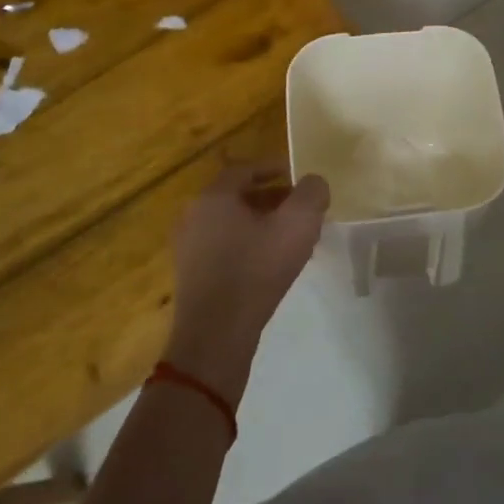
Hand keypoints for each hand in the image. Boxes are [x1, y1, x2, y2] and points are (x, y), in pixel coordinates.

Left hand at [165, 163, 328, 400]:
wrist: (216, 334)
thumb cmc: (256, 270)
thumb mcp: (298, 224)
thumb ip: (312, 194)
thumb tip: (314, 183)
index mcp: (214, 197)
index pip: (245, 169)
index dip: (275, 168)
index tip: (299, 178)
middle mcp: (195, 215)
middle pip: (238, 195)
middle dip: (272, 198)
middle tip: (300, 208)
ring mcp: (189, 247)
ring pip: (232, 223)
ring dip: (262, 223)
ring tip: (291, 238)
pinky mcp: (192, 274)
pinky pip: (224, 246)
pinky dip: (248, 244)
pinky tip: (271, 263)